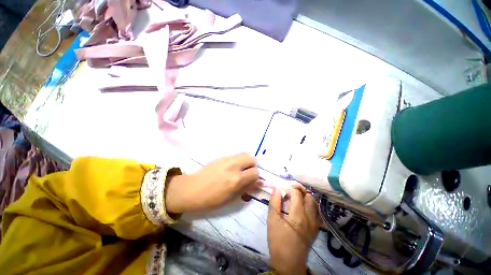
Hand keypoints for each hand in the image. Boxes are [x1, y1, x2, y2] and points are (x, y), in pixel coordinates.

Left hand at [165, 153, 258, 213]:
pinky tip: (230, 168)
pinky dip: (238, 160)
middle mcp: (234, 166)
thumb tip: (257, 182)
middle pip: (252, 159)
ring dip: (245, 161)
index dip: (255, 177)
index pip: (255, 172)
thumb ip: (246, 188)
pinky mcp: (222, 156)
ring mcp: (227, 159)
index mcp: (236, 179)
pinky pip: (236, 155)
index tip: (250, 181)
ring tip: (239, 170)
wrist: (192, 190)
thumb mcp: (231, 198)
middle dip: (252, 166)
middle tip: (246, 173)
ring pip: (245, 154)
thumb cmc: (211, 199)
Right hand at [267, 186, 319, 274]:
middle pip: (309, 196)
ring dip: (305, 197)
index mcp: (298, 215)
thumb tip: (276, 188)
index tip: (282, 188)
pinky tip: (302, 207)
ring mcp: (314, 223)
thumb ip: (274, 202)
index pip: (297, 194)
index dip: (289, 188)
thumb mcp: (272, 220)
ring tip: (296, 197)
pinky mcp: (315, 229)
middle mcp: (309, 217)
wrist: (289, 263)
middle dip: (299, 190)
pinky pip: (316, 212)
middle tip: (290, 190)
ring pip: (314, 203)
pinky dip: (310, 205)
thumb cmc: (278, 241)